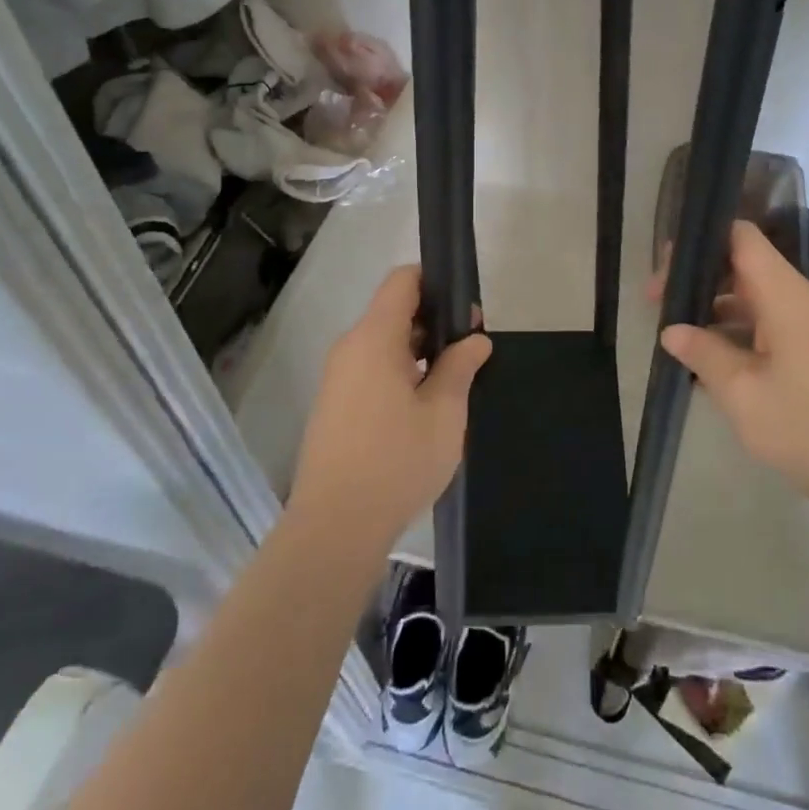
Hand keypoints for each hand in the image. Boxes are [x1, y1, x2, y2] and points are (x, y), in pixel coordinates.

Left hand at [291, 265, 491, 552]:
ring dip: (418, 351)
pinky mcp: (334, 405)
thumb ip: (460, 366)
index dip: (436, 282)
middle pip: (393, 311)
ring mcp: (338, 378)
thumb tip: (474, 339)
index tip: (466, 310)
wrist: (334, 528)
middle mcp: (350, 348)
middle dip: (434, 322)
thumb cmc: (396, 462)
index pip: (402, 281)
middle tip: (471, 350)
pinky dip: (399, 372)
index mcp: (374, 338)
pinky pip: (371, 369)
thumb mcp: (444, 413)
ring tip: (453, 380)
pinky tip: (424, 406)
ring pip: (383, 343)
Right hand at [658, 221, 808, 512]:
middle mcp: (801, 299)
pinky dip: (736, 331)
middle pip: (744, 265)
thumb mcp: (742, 393)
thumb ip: (703, 353)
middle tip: (657, 303)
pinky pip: (768, 323)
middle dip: (699, 278)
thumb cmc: (807, 428)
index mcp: (787, 296)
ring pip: (754, 297)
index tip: (665, 267)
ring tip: (674, 332)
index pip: (742, 237)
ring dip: (714, 308)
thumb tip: (671, 330)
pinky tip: (708, 359)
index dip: (701, 240)